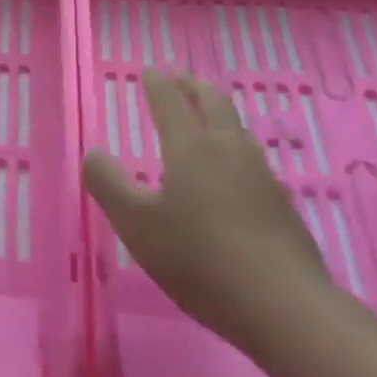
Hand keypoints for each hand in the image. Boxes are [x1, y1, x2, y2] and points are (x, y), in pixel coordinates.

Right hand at [83, 72, 328, 343]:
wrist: (284, 307)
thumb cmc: (198, 258)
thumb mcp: (135, 223)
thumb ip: (108, 184)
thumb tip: (93, 153)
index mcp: (191, 148)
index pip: (171, 102)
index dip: (157, 83)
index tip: (149, 70)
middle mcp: (229, 150)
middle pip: (213, 103)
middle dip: (193, 87)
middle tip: (179, 78)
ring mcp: (262, 176)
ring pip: (237, 129)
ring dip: (217, 113)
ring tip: (205, 116)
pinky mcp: (281, 205)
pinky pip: (251, 158)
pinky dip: (233, 146)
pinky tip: (232, 170)